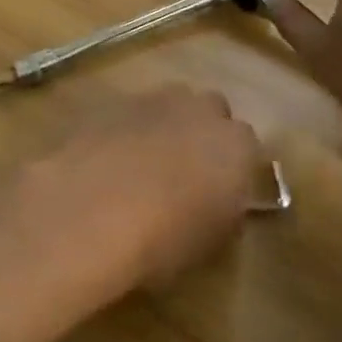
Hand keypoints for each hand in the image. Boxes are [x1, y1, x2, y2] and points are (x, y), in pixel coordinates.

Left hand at [8, 88, 262, 305]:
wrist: (92, 208)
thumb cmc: (163, 238)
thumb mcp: (209, 243)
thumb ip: (224, 212)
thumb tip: (220, 201)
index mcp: (236, 146)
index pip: (248, 147)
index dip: (234, 168)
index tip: (222, 191)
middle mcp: (200, 110)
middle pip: (211, 111)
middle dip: (203, 132)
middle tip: (187, 170)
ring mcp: (155, 98)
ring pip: (171, 104)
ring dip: (167, 125)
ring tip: (147, 162)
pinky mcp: (114, 100)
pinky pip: (133, 111)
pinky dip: (130, 128)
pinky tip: (114, 157)